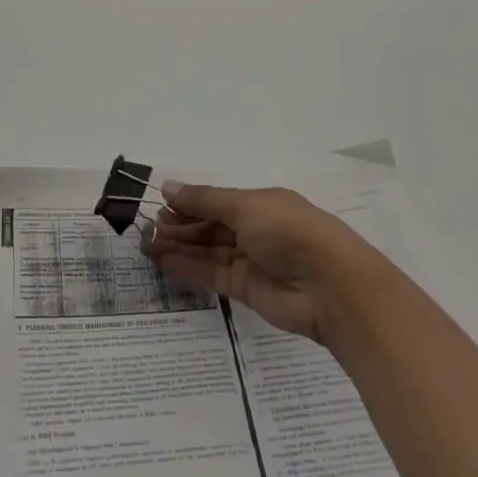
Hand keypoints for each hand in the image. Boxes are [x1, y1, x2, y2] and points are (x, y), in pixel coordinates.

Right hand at [141, 181, 387, 343]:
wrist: (331, 287)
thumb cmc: (289, 231)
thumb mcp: (245, 206)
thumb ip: (204, 201)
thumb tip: (168, 186)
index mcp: (261, 203)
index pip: (217, 201)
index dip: (189, 203)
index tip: (158, 205)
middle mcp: (256, 229)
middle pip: (211, 226)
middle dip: (180, 226)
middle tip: (146, 229)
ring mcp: (252, 261)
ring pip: (208, 251)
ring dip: (179, 247)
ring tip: (146, 246)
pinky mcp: (247, 290)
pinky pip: (212, 275)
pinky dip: (188, 268)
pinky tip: (163, 263)